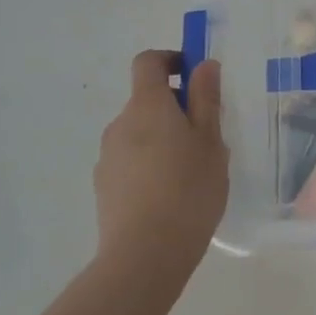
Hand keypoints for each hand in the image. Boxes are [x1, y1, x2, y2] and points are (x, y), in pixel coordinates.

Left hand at [93, 51, 228, 279]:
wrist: (144, 255)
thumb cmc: (189, 189)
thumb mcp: (211, 140)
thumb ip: (206, 99)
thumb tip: (203, 64)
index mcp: (147, 106)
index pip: (149, 62)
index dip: (172, 59)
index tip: (196, 77)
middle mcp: (120, 124)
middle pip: (146, 100)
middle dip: (175, 108)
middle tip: (207, 137)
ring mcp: (108, 156)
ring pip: (140, 132)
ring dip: (163, 138)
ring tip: (191, 171)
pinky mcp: (104, 185)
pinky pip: (131, 159)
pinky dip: (150, 163)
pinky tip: (170, 194)